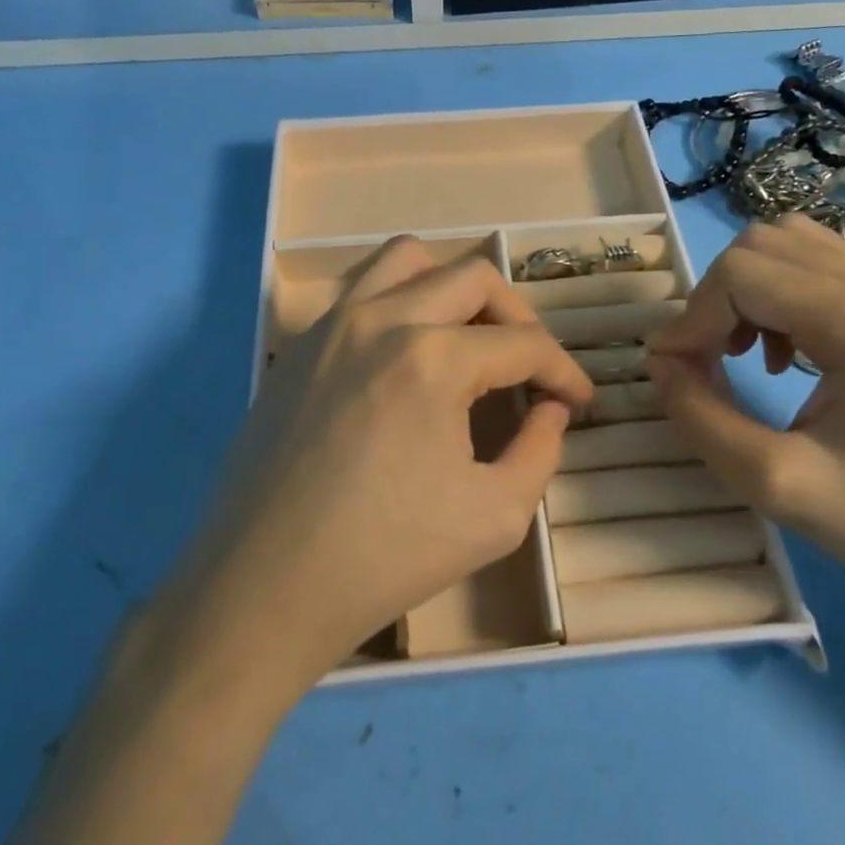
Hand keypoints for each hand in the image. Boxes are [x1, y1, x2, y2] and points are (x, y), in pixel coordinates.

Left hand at [147, 238, 592, 702]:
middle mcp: (382, 321)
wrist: (266, 586)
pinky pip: (359, 291)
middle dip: (519, 318)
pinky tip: (404, 356)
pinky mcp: (299, 346)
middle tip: (529, 366)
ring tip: (465, 337)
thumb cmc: (387, 558)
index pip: (525, 343)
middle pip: (475, 278)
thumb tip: (550, 408)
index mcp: (434, 360)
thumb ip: (541, 450)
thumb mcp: (496, 517)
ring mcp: (332, 326)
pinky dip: (398, 302)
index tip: (579, 401)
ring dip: (451, 288)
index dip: (565, 371)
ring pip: (407, 258)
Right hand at [648, 214, 844, 646]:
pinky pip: (822, 266)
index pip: (743, 274)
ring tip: (741, 351)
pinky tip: (784, 353)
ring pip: (792, 244)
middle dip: (715, 298)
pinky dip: (780, 294)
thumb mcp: (777, 484)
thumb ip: (700, 417)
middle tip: (705, 360)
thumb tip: (659, 364)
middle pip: (763, 244)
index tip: (671, 371)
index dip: (692, 318)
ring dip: (747, 290)